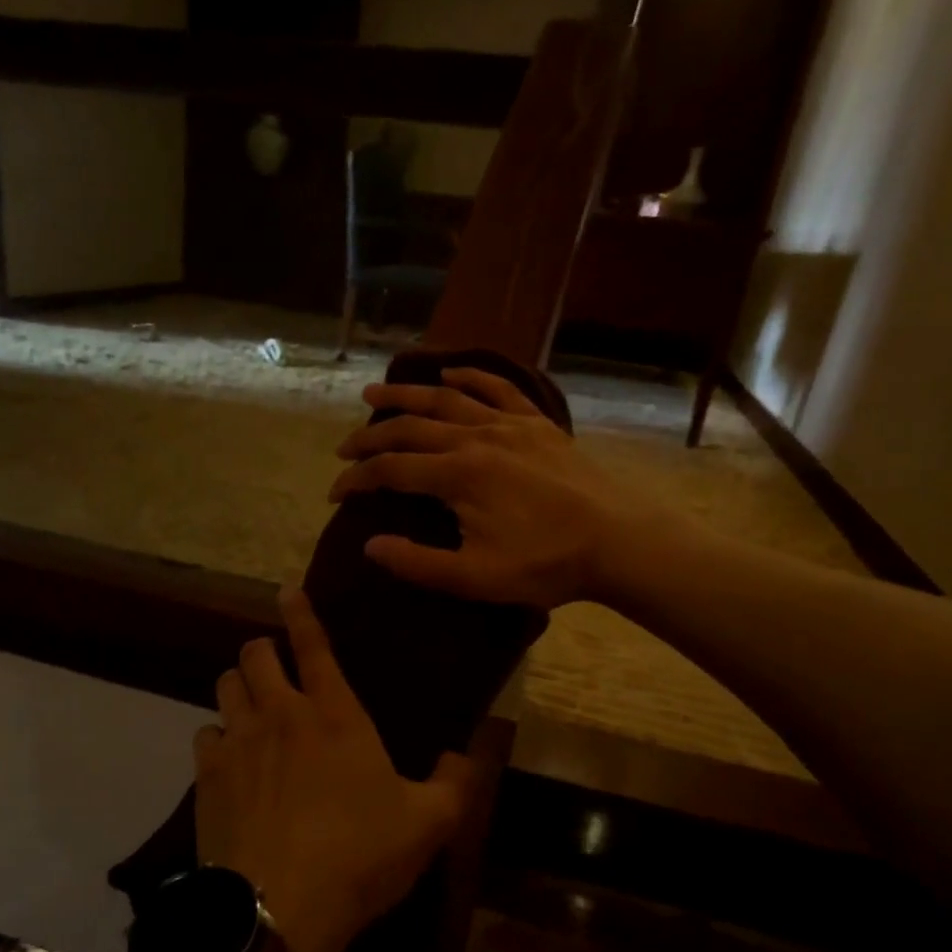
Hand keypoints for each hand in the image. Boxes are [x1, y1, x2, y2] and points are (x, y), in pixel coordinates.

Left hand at [194, 588, 474, 951]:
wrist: (280, 910)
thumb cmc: (360, 857)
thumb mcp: (428, 824)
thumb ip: (455, 783)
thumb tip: (466, 754)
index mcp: (335, 715)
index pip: (314, 645)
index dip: (300, 612)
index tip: (286, 590)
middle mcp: (281, 714)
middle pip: (254, 654)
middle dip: (262, 650)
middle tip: (274, 665)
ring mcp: (238, 742)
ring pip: (225, 685)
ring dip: (239, 686)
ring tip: (251, 705)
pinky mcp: (206, 776)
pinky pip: (205, 734)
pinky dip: (218, 737)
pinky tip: (230, 759)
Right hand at [327, 366, 637, 608]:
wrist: (618, 541)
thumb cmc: (546, 564)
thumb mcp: (475, 578)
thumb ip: (418, 564)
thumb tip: (370, 546)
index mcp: (457, 475)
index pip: (390, 470)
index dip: (356, 480)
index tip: (334, 494)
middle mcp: (475, 438)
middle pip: (409, 428)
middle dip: (369, 437)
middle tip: (344, 449)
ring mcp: (508, 425)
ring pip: (445, 400)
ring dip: (406, 396)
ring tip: (375, 394)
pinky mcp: (536, 424)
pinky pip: (498, 388)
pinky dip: (470, 376)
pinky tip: (450, 373)